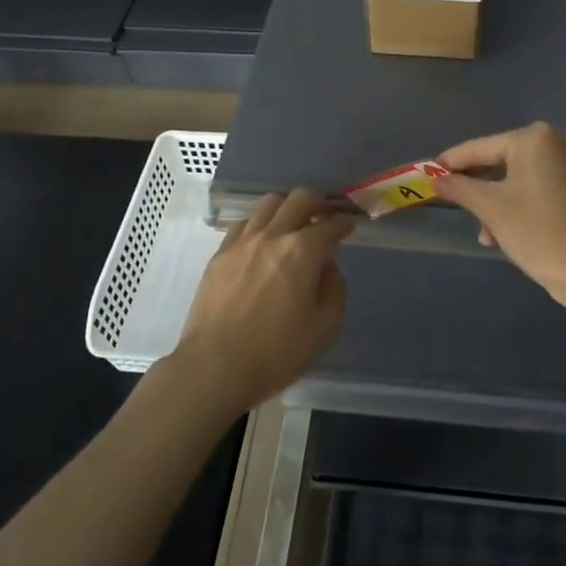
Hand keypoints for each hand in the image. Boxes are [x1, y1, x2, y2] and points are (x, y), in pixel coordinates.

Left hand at [168, 189, 353, 415]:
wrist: (215, 367)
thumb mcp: (325, 327)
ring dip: (287, 208)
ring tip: (292, 225)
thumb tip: (327, 267)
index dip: (345, 223)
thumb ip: (334, 289)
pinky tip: (261, 242)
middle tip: (325, 216)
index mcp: (303, 251)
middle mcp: (273, 235)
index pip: (331, 225)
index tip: (350, 225)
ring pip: (269, 204)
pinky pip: (243, 224)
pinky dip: (259, 224)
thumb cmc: (277, 352)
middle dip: (319, 203)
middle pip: (300, 199)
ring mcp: (242, 242)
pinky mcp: (219, 254)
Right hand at [432, 122, 565, 310]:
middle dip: (476, 189)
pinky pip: (534, 189)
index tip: (425, 176)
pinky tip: (503, 234)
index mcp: (533, 138)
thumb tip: (435, 178)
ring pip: (515, 179)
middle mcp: (553, 143)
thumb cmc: (539, 233)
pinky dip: (515, 206)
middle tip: (455, 209)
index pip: (478, 148)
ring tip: (485, 234)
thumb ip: (459, 188)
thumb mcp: (491, 209)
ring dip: (494, 203)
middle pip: (498, 161)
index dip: (450, 164)